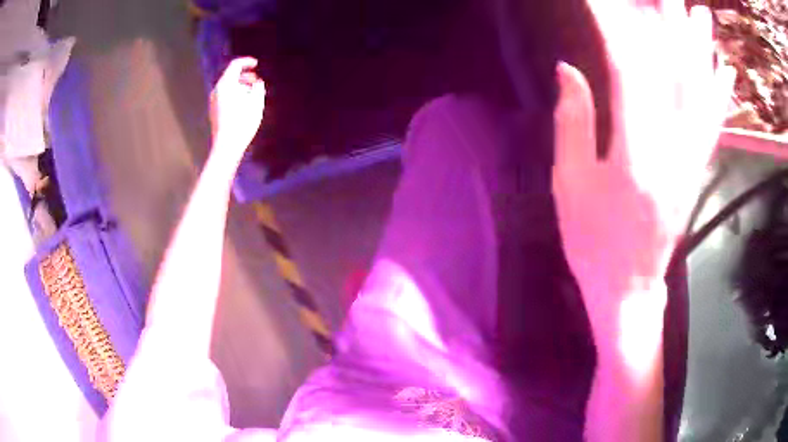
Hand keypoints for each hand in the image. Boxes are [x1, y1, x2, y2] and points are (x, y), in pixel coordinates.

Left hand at [210, 57, 265, 156]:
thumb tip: (258, 82)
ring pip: (228, 87)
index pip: (235, 65)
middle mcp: (217, 90)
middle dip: (244, 76)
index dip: (247, 62)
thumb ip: (258, 87)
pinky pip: (225, 96)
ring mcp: (213, 101)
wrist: (227, 146)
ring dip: (240, 87)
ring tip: (253, 94)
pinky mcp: (214, 111)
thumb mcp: (256, 102)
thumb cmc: (242, 122)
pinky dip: (235, 94)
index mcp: (226, 84)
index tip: (256, 64)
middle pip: (230, 76)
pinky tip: (244, 104)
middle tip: (257, 81)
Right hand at [552, 4, 733, 341]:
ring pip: (702, 92)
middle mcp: (671, 150)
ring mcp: (690, 159)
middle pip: (677, 73)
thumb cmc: (592, 242)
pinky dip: (719, 89)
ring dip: (702, 48)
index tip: (603, 2)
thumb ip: (572, 121)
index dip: (617, 27)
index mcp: (633, 154)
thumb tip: (567, 69)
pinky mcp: (697, 169)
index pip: (628, 71)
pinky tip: (722, 67)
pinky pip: (713, 121)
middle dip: (674, 27)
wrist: (629, 288)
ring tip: (701, 16)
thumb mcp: (569, 184)